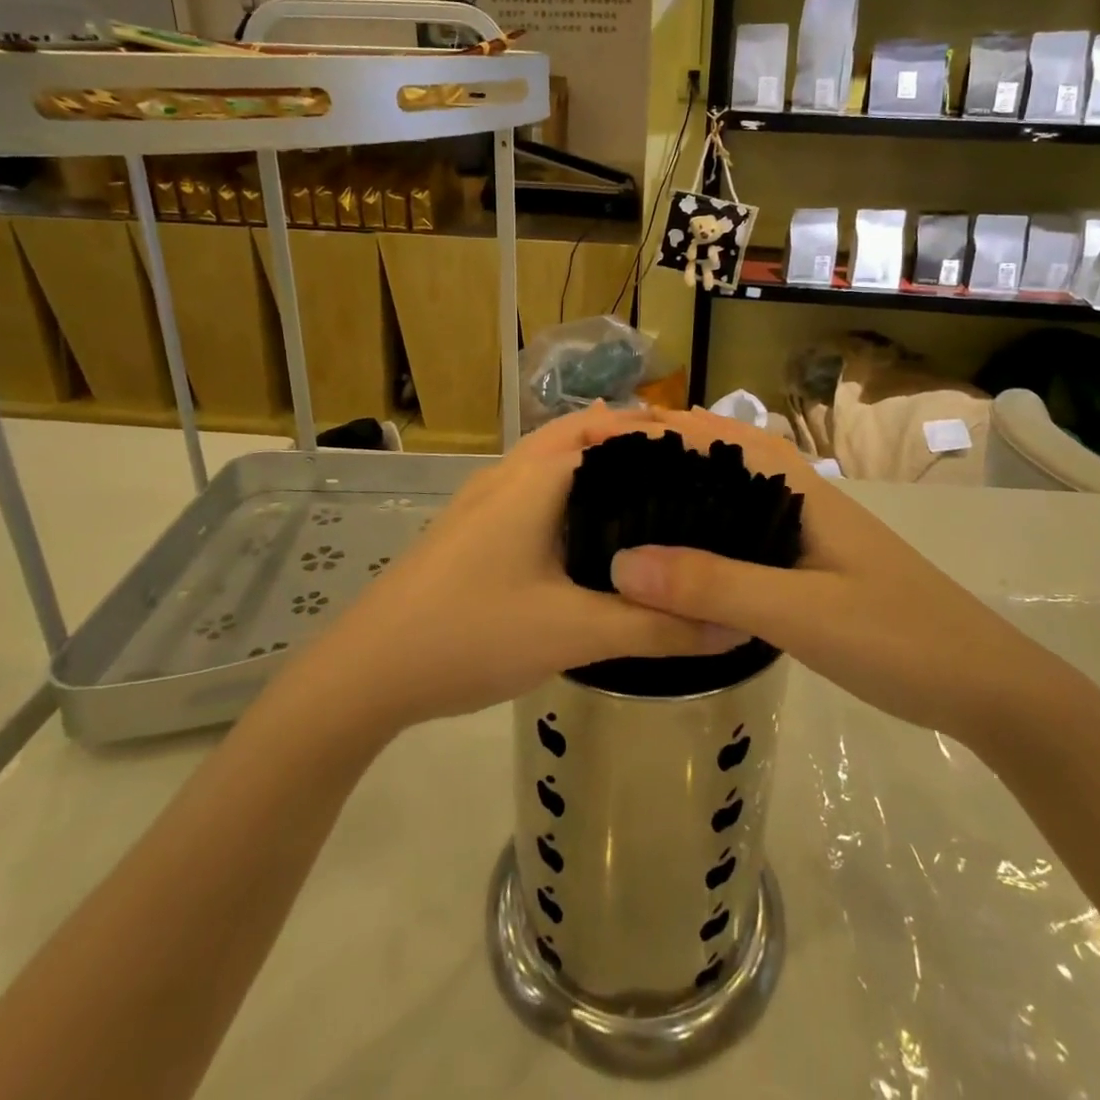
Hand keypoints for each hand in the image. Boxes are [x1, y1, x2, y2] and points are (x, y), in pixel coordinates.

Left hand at [287, 405, 730, 732]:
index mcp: (535, 477)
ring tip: (652, 500)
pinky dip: (571, 495)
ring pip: (553, 463)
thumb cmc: (472, 633)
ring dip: (598, 468)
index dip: (661, 434)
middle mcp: (508, 474)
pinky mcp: (471, 528)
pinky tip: (592, 540)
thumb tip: (731, 625)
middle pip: (580, 435)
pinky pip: (534, 491)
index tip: (712, 458)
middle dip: (632, 445)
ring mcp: (483, 500)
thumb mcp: (574, 633)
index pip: (610, 429)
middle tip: (690, 476)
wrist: (368, 671)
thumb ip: (656, 629)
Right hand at [608, 408, 1041, 743]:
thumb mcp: (800, 613)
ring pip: (732, 505)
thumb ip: (714, 586)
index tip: (603, 439)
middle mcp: (800, 502)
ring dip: (684, 501)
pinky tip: (681, 568)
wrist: (989, 690)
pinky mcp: (811, 573)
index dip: (665, 428)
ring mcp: (808, 539)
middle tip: (597, 482)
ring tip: (623, 517)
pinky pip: (744, 543)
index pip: (722, 435)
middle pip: (722, 464)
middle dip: (663, 461)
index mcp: (800, 491)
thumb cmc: (899, 637)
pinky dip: (707, 542)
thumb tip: (621, 564)